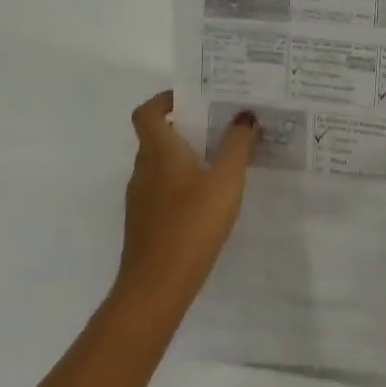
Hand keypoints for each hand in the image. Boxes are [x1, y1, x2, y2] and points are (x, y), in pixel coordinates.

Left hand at [114, 92, 260, 324]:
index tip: (194, 99)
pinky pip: (163, 188)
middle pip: (157, 136)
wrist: (156, 288)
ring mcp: (140, 198)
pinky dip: (182, 182)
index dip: (165, 100)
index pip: (147, 112)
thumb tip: (244, 115)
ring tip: (221, 159)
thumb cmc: (191, 225)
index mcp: (158, 151)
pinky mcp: (145, 222)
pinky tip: (209, 198)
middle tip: (220, 125)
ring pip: (161, 164)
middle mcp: (143, 169)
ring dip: (186, 156)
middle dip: (186, 127)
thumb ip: (237, 145)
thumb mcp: (225, 181)